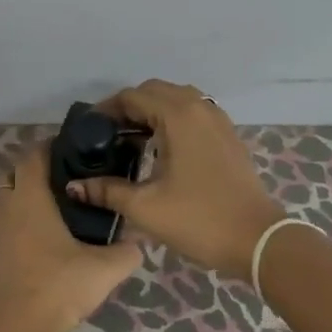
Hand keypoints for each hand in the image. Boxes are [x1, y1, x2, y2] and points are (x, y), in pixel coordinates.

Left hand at [0, 143, 141, 331]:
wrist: (10, 330)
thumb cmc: (56, 286)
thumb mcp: (104, 270)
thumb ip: (127, 252)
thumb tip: (139, 242)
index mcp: (29, 198)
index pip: (33, 156)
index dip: (49, 148)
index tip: (70, 151)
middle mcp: (4, 207)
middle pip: (13, 176)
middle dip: (34, 175)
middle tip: (64, 186)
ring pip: (2, 204)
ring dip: (20, 203)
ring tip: (50, 217)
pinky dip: (13, 230)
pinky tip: (34, 248)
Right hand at [66, 80, 283, 281]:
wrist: (256, 239)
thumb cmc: (199, 219)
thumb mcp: (146, 208)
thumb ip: (108, 191)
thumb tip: (74, 186)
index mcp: (178, 116)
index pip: (133, 96)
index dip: (107, 109)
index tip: (89, 131)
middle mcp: (199, 108)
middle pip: (155, 91)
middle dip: (129, 108)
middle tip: (108, 136)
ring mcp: (218, 120)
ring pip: (177, 99)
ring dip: (152, 112)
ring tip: (132, 141)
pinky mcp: (228, 135)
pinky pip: (194, 113)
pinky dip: (173, 120)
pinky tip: (162, 148)